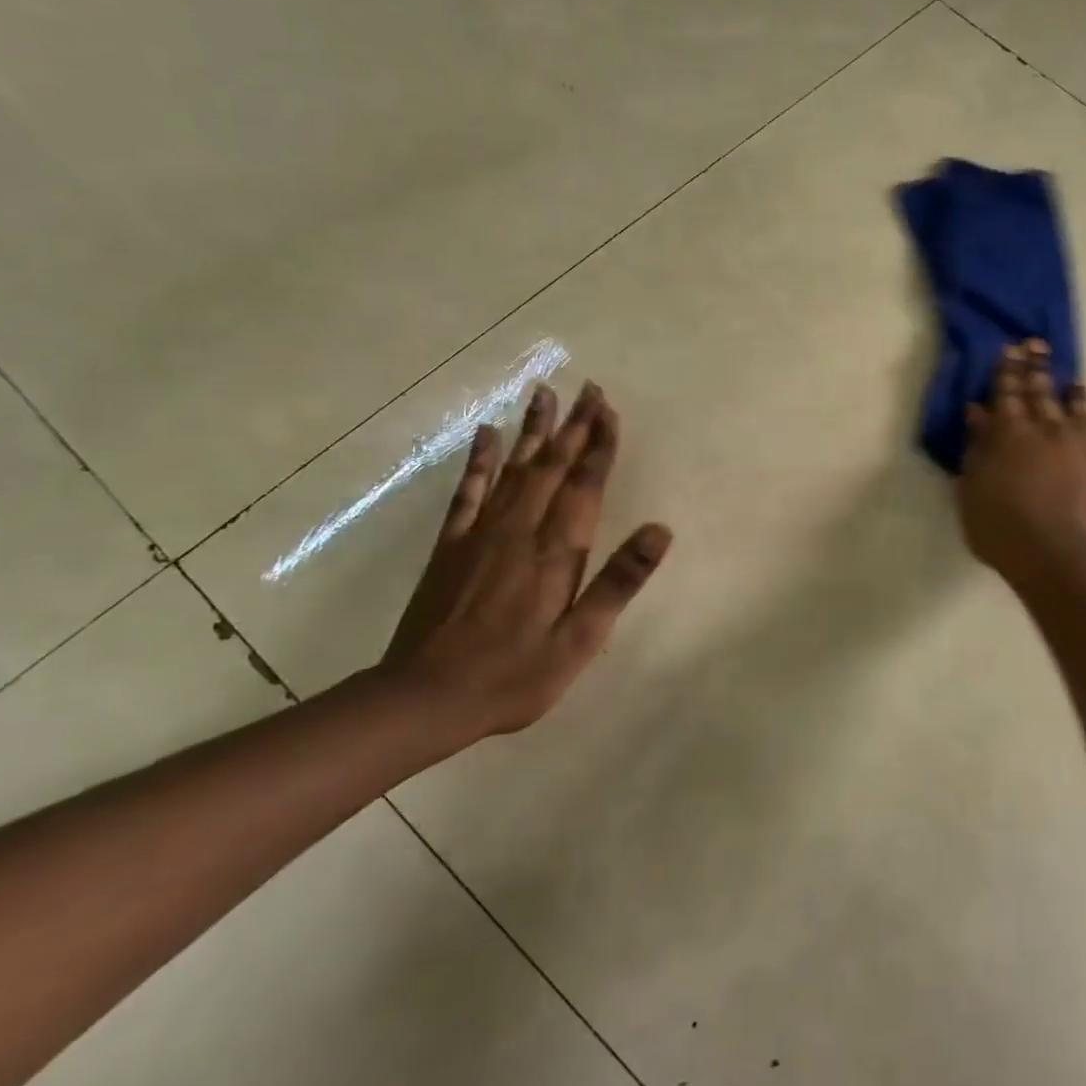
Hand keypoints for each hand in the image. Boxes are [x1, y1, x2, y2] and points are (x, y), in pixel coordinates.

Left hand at [380, 381, 671, 741]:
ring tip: (543, 393)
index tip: (609, 410)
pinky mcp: (452, 544)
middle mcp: (521, 529)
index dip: (599, 446)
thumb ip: (618, 582)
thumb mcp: (580, 640)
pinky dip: (480, 460)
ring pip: (515, 467)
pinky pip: (469, 491)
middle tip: (588, 387)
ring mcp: (482, 532)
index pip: (585, 485)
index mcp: (556, 551)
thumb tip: (660, 531)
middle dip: (574, 426)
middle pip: (553, 465)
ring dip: (533, 429)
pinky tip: (486, 433)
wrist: (425, 697)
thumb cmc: (515, 675)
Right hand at [957, 341, 1085, 581]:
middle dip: (1038, 367)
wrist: (1057, 556)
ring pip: (1080, 409)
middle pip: (1042, 392)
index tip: (1010, 348)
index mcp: (1010, 434)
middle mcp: (1048, 430)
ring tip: (1076, 379)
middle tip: (1038, 345)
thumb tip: (977, 412)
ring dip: (1076, 392)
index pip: (1007, 392)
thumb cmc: (1000, 528)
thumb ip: (976, 448)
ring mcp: (1084, 445)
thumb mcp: (971, 489)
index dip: (1007, 369)